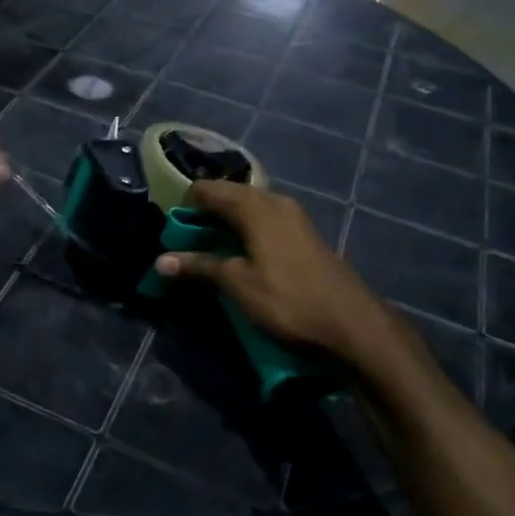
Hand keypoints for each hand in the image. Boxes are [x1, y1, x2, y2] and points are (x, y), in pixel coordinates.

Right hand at [156, 181, 430, 386]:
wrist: (354, 326)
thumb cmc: (289, 301)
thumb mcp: (238, 285)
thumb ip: (199, 266)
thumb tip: (160, 260)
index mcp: (256, 206)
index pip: (208, 190)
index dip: (184, 206)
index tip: (169, 230)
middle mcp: (276, 202)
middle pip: (230, 196)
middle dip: (204, 214)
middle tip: (184, 242)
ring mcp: (294, 218)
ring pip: (249, 209)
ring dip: (226, 224)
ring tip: (208, 251)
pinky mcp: (305, 236)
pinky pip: (265, 222)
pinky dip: (246, 232)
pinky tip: (240, 256)